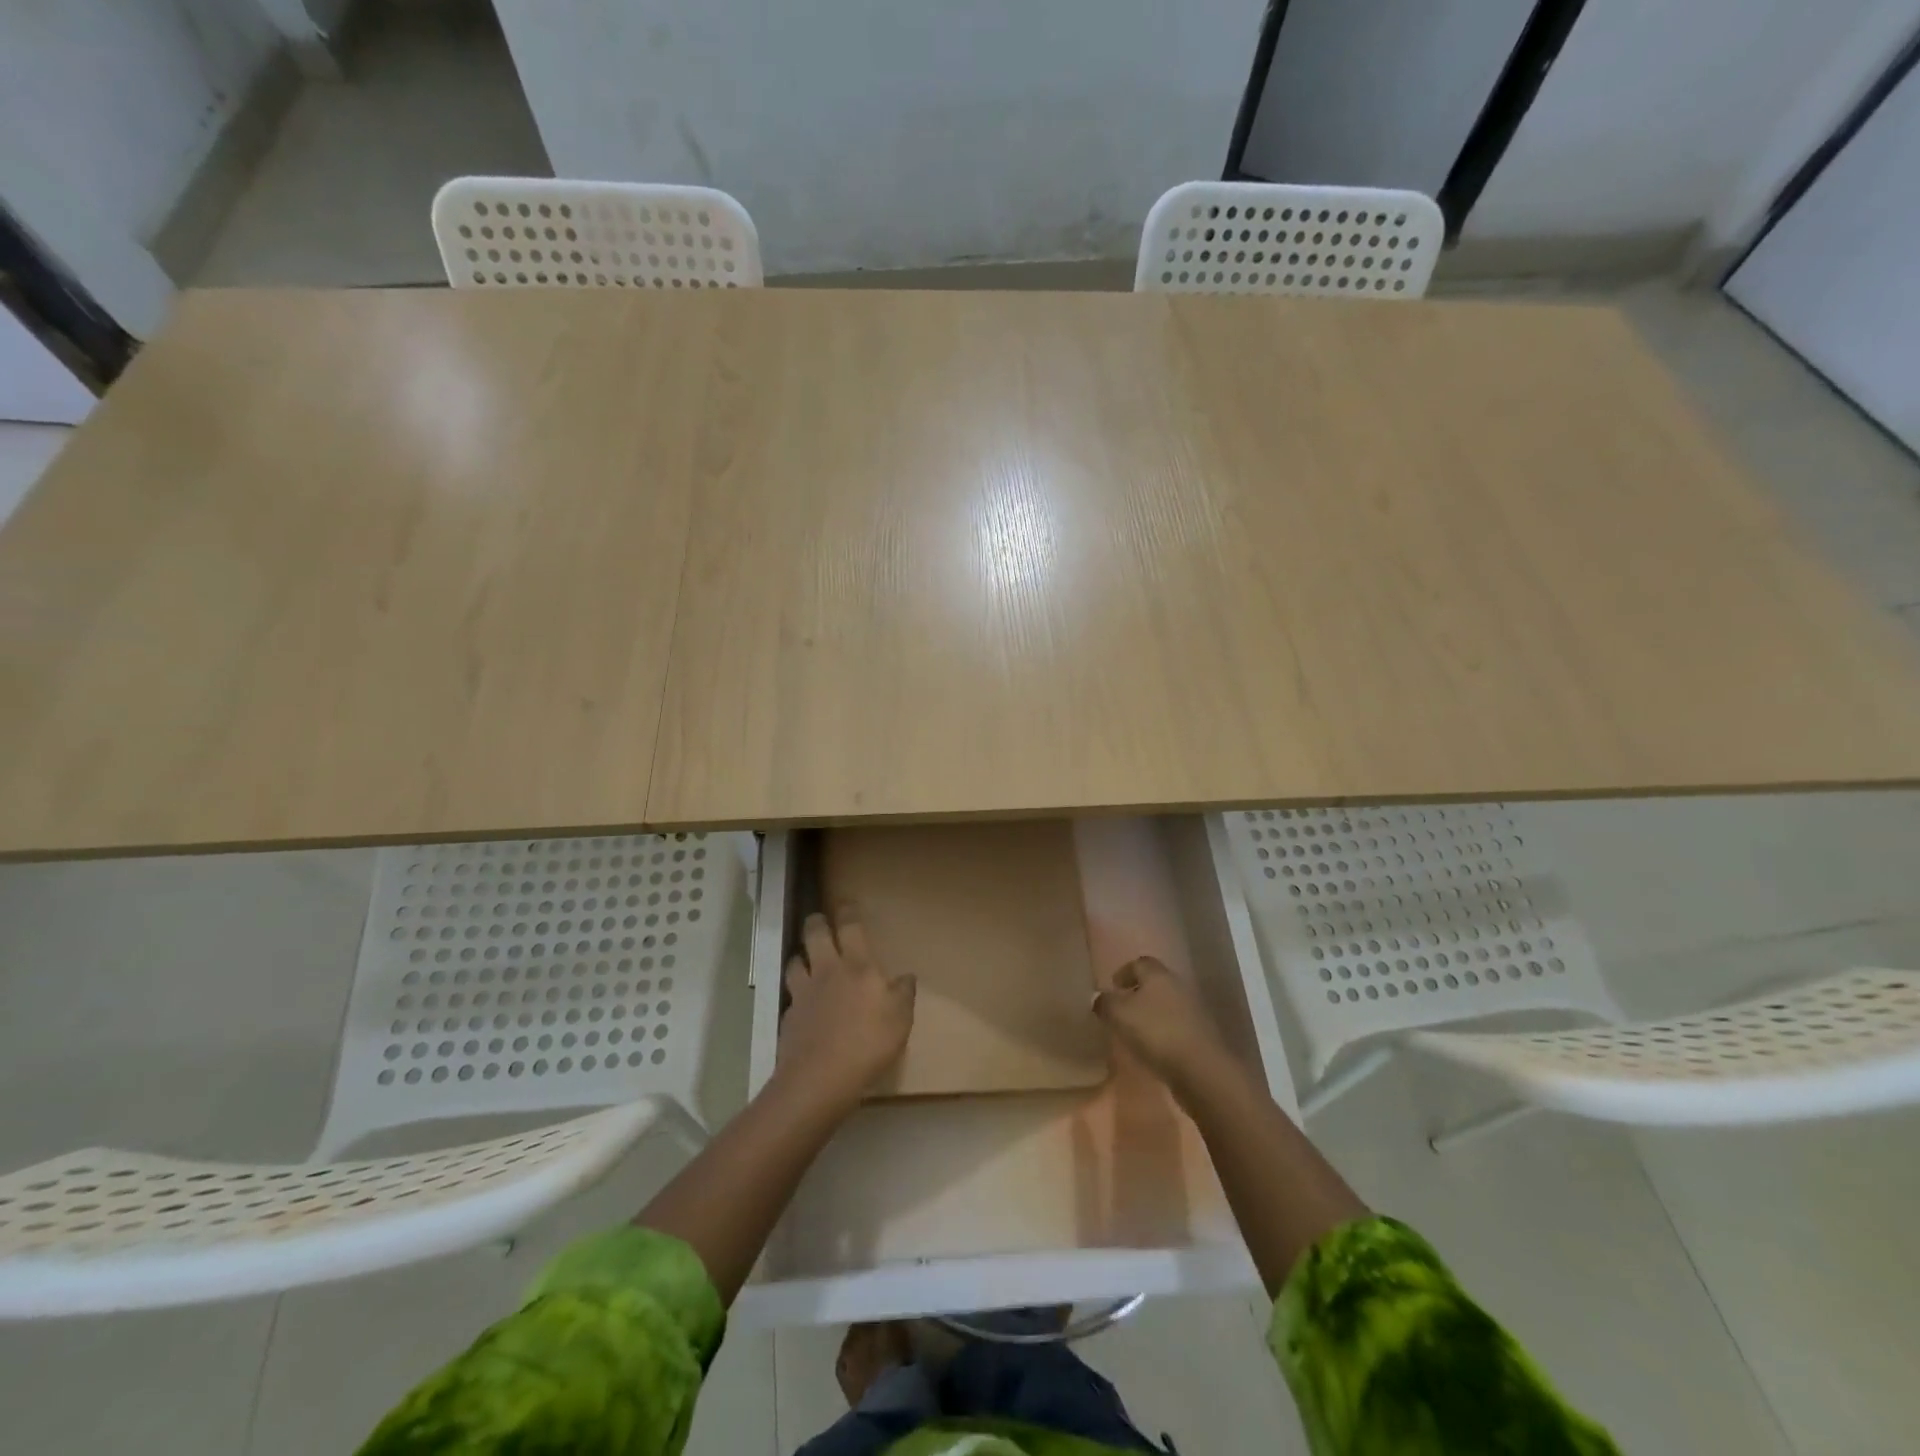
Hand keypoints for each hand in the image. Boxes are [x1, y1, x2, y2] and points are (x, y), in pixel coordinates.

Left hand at [776, 906, 915, 1110]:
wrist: (820, 1077)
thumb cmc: (868, 1042)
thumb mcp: (900, 1019)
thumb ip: (903, 994)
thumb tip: (905, 977)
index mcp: (857, 966)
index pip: (850, 927)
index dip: (848, 912)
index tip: (846, 902)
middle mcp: (827, 970)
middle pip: (815, 934)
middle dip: (816, 922)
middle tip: (819, 919)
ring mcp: (803, 992)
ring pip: (795, 961)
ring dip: (800, 956)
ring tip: (804, 958)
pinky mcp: (789, 1016)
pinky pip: (791, 996)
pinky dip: (796, 994)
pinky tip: (802, 1004)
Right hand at [1093, 956, 1233, 1098]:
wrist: (1201, 1069)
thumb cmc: (1156, 1032)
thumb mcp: (1119, 1015)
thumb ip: (1105, 1003)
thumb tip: (1098, 997)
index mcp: (1158, 975)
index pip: (1139, 963)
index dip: (1124, 972)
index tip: (1112, 987)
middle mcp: (1178, 986)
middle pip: (1155, 983)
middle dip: (1138, 993)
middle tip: (1121, 1009)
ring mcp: (1194, 1011)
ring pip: (1167, 1005)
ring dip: (1151, 1014)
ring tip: (1135, 1031)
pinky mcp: (1202, 1035)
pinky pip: (1177, 1026)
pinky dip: (1164, 1032)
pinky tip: (1154, 1048)